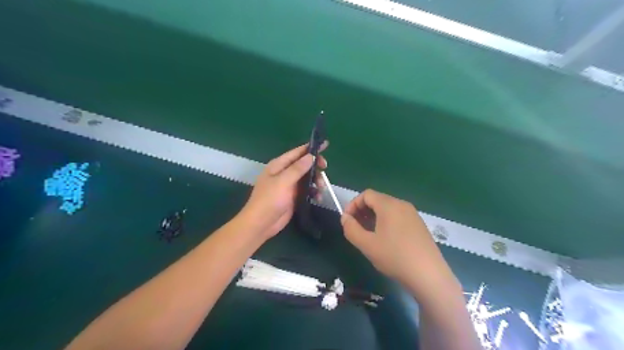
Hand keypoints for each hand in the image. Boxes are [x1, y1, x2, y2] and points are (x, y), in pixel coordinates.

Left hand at [238, 141, 327, 237]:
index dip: (311, 148)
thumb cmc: (269, 200)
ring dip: (316, 181)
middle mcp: (284, 173)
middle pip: (304, 165)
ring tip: (321, 188)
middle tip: (325, 169)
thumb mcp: (283, 182)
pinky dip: (314, 192)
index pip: (297, 152)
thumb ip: (297, 168)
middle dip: (315, 166)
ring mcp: (289, 185)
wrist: (261, 224)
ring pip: (307, 178)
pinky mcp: (294, 197)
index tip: (326, 145)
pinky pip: (307, 190)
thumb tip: (311, 156)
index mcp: (279, 165)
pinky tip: (318, 198)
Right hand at [341, 191, 456, 297]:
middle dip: (362, 211)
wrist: (428, 275)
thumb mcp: (367, 244)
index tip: (347, 220)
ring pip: (387, 209)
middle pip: (377, 200)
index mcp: (389, 205)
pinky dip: (386, 222)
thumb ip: (351, 229)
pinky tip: (385, 239)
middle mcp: (402, 204)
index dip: (353, 205)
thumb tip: (345, 218)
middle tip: (355, 228)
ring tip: (368, 234)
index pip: (366, 194)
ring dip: (373, 217)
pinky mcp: (419, 224)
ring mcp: (413, 214)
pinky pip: (398, 216)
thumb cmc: (394, 257)